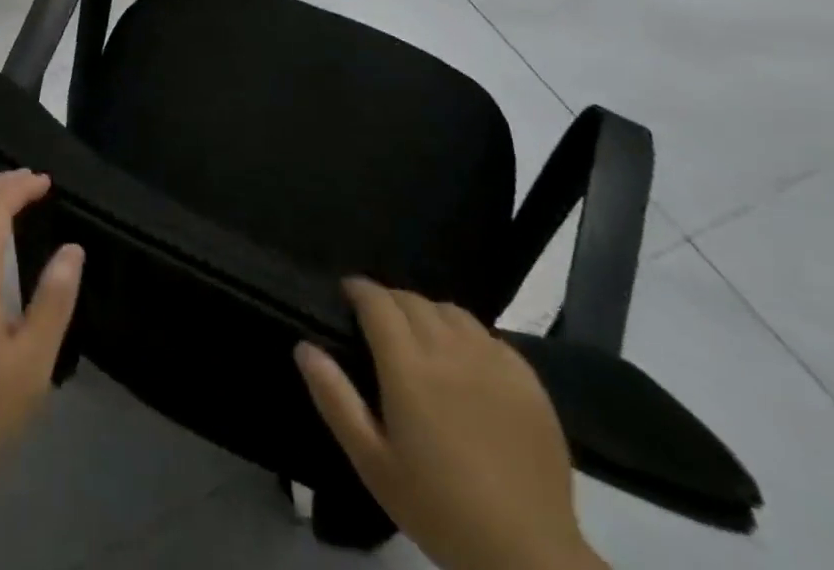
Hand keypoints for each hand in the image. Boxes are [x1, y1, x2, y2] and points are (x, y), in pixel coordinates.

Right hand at [295, 279, 605, 569]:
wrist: (529, 556)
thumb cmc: (439, 509)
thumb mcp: (373, 462)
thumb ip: (335, 398)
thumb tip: (304, 346)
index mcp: (408, 366)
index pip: (376, 300)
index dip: (358, 290)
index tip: (347, 296)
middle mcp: (449, 349)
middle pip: (412, 300)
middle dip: (390, 301)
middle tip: (380, 326)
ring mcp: (493, 361)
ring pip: (451, 311)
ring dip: (429, 315)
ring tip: (423, 340)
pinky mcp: (528, 380)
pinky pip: (490, 336)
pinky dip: (469, 337)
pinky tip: (468, 365)